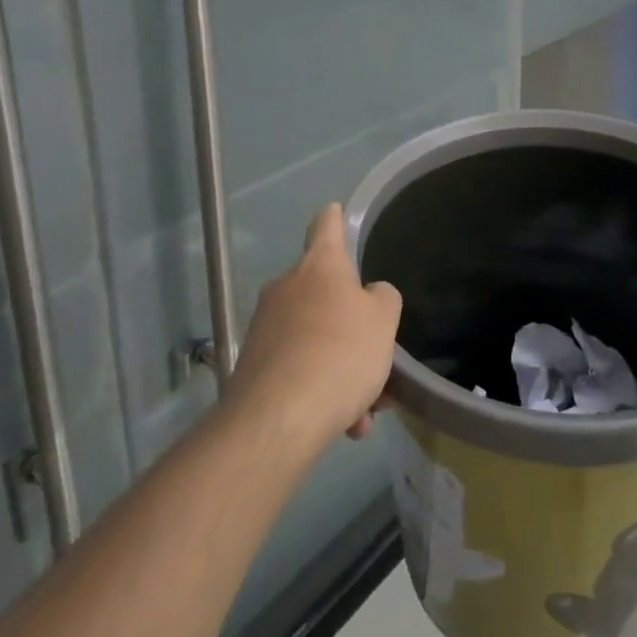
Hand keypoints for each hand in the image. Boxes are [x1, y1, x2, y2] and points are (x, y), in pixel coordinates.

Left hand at [227, 205, 402, 449]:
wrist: (277, 419)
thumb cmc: (340, 353)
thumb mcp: (384, 321)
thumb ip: (382, 299)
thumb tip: (368, 297)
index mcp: (319, 265)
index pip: (326, 226)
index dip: (334, 218)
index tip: (335, 210)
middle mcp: (286, 287)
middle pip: (324, 294)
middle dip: (350, 326)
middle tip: (375, 357)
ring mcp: (264, 327)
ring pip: (314, 340)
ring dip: (340, 369)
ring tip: (365, 412)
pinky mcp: (252, 367)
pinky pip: (298, 371)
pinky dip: (320, 392)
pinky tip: (342, 426)